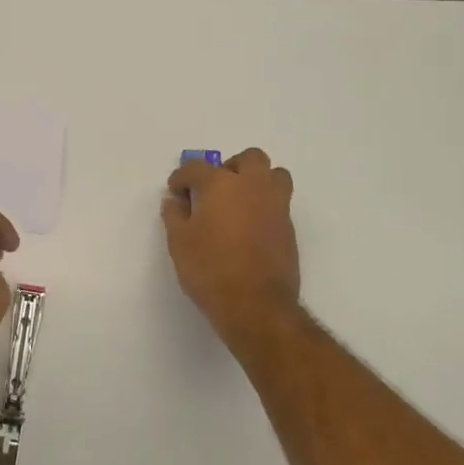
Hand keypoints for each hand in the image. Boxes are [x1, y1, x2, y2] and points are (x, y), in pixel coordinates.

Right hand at [161, 148, 300, 356]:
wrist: (256, 305)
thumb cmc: (210, 269)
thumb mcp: (179, 242)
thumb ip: (174, 215)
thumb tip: (175, 201)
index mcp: (221, 184)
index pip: (196, 168)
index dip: (182, 178)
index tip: (176, 192)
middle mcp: (252, 186)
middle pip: (248, 159)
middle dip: (230, 167)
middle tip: (214, 189)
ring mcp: (276, 205)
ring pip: (273, 175)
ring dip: (257, 180)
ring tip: (240, 202)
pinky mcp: (289, 227)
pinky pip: (278, 202)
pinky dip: (264, 205)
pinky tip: (249, 227)